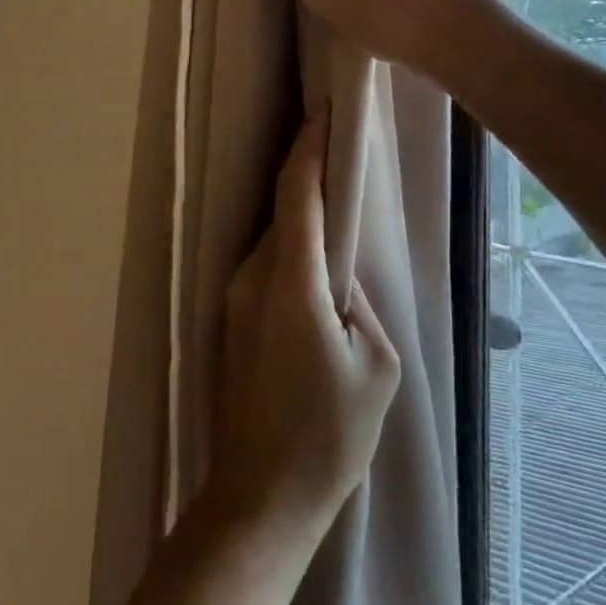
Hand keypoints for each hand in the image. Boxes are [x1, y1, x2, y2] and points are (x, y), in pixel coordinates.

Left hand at [213, 112, 400, 535]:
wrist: (260, 495)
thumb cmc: (328, 434)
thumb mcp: (374, 366)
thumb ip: (362, 304)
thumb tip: (343, 279)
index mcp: (292, 279)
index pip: (298, 191)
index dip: (310, 146)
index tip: (324, 110)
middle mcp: (254, 275)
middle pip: (284, 209)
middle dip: (310, 176)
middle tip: (342, 155)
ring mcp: (235, 296)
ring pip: (275, 238)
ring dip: (302, 218)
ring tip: (337, 214)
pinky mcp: (231, 317)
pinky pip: (266, 266)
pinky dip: (291, 250)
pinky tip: (315, 270)